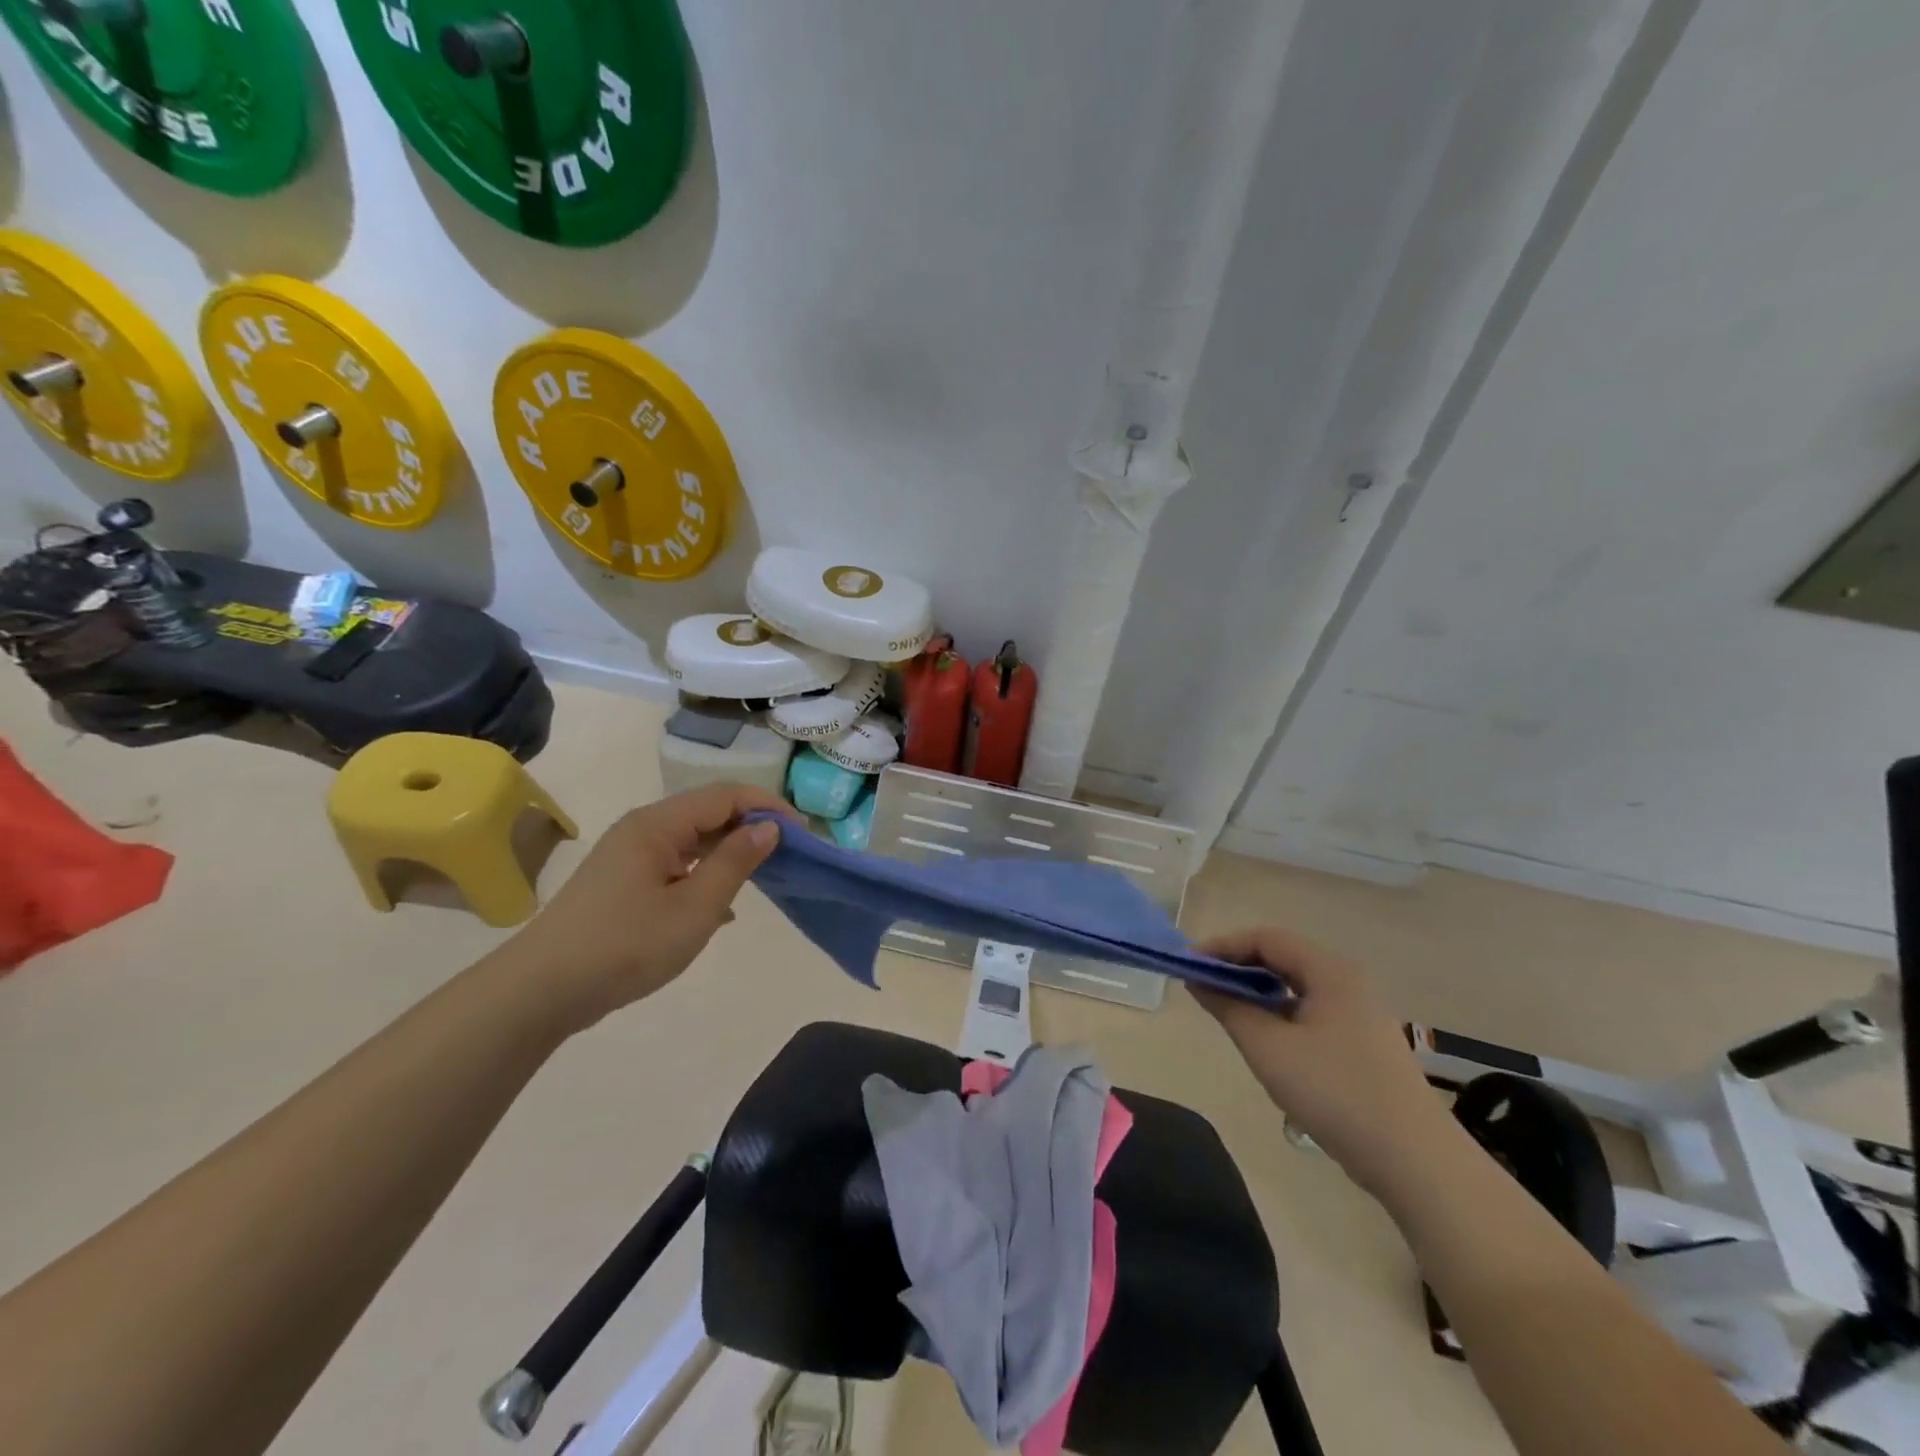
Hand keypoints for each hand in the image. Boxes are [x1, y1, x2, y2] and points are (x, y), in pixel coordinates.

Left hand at [497, 782, 793, 1035]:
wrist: (542, 991)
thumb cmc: (626, 946)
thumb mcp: (695, 908)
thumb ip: (735, 863)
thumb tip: (769, 829)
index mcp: (658, 824)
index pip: (726, 795)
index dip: (768, 807)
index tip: (803, 834)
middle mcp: (643, 828)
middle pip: (708, 812)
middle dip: (751, 827)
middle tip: (789, 855)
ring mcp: (629, 855)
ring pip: (692, 838)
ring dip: (729, 851)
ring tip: (763, 876)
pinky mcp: (622, 881)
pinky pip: (676, 863)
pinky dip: (705, 873)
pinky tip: (722, 906)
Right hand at [1193, 926, 1454, 1199]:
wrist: (1416, 1162)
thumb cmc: (1336, 1093)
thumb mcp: (1269, 1048)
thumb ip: (1229, 1007)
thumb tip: (1198, 980)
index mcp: (1330, 971)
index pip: (1266, 938)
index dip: (1223, 946)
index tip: (1190, 965)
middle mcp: (1348, 982)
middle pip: (1283, 957)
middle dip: (1239, 967)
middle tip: (1203, 987)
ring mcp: (1360, 1013)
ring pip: (1297, 986)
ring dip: (1258, 992)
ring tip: (1227, 1012)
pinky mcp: (1364, 1043)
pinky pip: (1311, 1011)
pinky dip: (1280, 1013)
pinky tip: (1265, 1040)